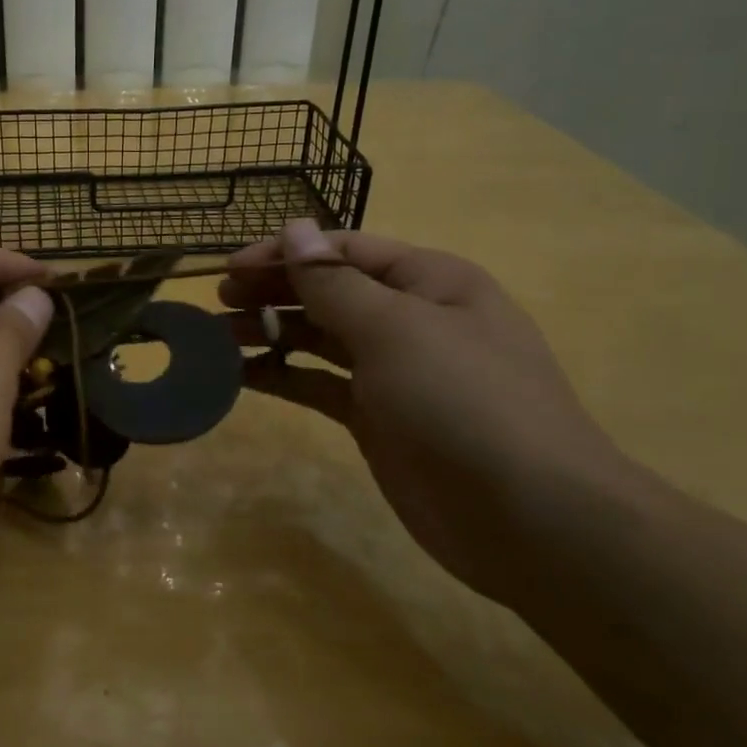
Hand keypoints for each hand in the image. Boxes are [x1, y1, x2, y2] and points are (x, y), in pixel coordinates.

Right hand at [221, 219, 628, 601]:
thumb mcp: (396, 330)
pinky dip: (283, 376)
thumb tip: (294, 228)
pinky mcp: (376, 419)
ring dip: (271, 333)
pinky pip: (319, 384)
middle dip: (273, 292)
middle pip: (329, 292)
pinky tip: (242, 376)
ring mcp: (393, 373)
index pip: (344, 250)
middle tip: (217, 304)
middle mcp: (411, 319)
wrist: (528, 518)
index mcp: (429, 282)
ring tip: (217, 338)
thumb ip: (335, 282)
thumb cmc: (463, 402)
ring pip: (320, 338)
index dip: (286, 253)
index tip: (230, 269)